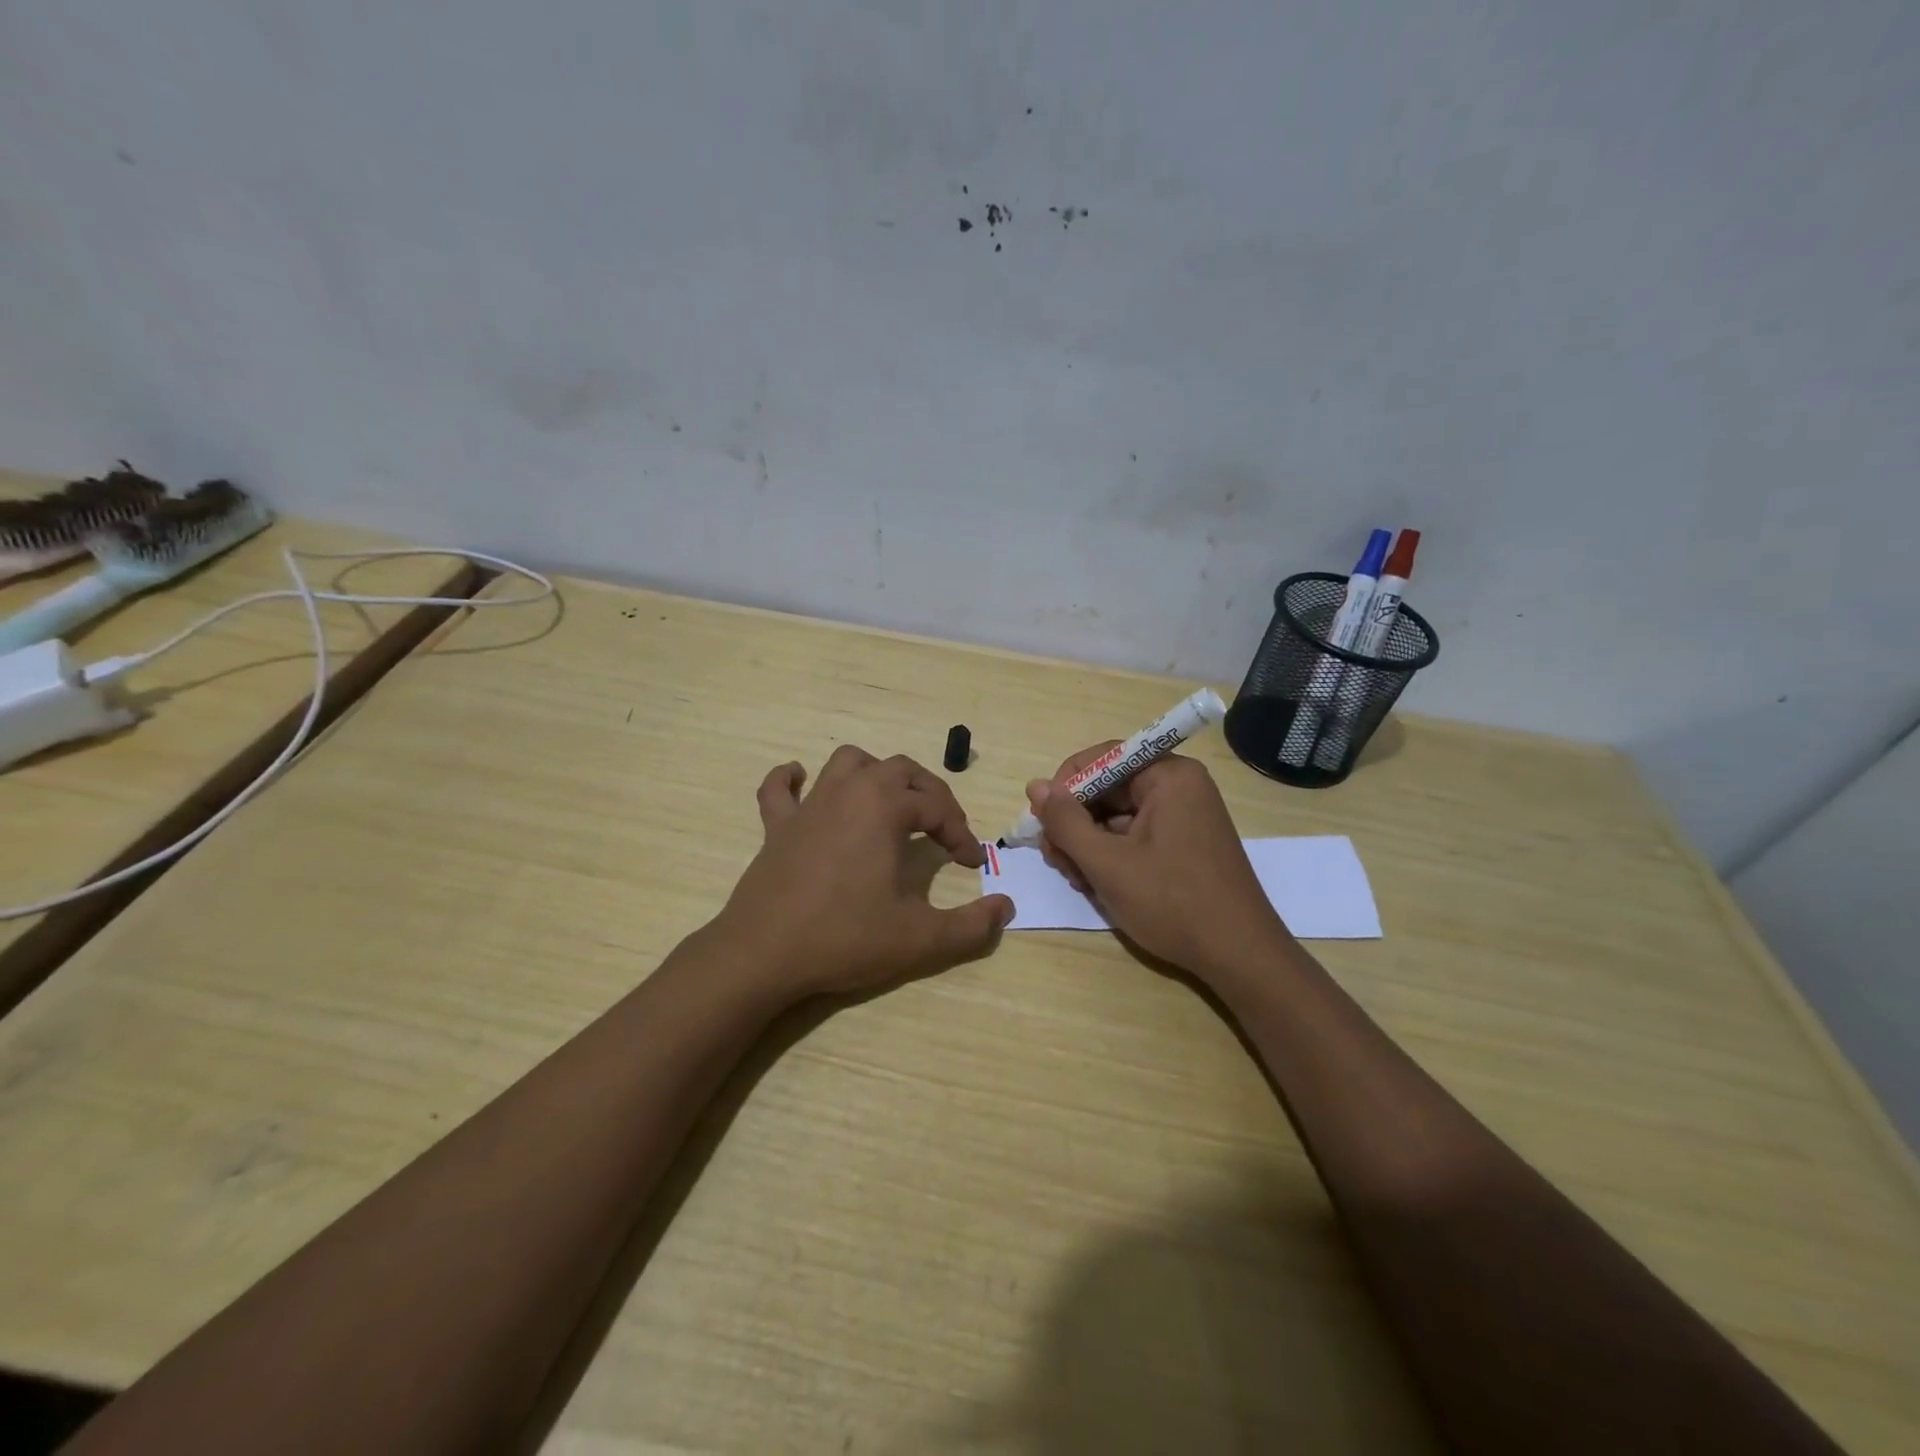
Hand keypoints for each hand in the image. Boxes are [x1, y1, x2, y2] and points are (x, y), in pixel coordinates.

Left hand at [709, 746, 1013, 999]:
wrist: (763, 955)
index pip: (937, 807)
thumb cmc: (845, 938)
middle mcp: (849, 792)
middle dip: (929, 794)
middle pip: (900, 771)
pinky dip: (791, 780)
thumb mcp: (920, 939)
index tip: (971, 864)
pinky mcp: (776, 826)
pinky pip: (779, 789)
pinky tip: (800, 782)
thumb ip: (971, 926)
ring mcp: (808, 806)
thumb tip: (1006, 908)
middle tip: (942, 830)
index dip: (960, 833)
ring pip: (848, 763)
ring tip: (889, 802)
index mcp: (884, 807)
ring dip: (875, 774)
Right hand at [1027, 746, 1292, 981]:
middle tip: (1057, 861)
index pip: (1101, 758)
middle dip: (1075, 823)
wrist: (1239, 957)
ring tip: (1078, 880)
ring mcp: (1184, 815)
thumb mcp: (1107, 863)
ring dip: (1088, 843)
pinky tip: (1098, 884)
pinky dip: (1111, 854)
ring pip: (1116, 815)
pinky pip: (1134, 834)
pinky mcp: (1183, 842)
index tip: (1044, 824)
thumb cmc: (1172, 903)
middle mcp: (1179, 786)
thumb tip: (1035, 786)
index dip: (1065, 786)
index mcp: (1169, 776)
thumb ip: (1065, 822)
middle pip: (1107, 788)